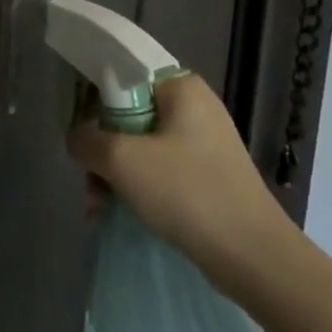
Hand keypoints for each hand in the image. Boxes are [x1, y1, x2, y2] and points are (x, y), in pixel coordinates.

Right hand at [67, 73, 293, 281]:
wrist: (255, 258)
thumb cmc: (187, 193)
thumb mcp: (121, 160)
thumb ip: (85, 139)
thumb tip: (77, 139)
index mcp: (181, 87)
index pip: (122, 73)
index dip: (92, 96)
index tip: (79, 126)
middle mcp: (194, 107)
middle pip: (126, 113)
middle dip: (101, 146)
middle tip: (89, 175)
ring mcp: (202, 142)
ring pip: (138, 144)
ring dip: (113, 171)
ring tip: (98, 204)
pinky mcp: (206, 174)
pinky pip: (157, 168)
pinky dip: (134, 185)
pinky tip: (114, 211)